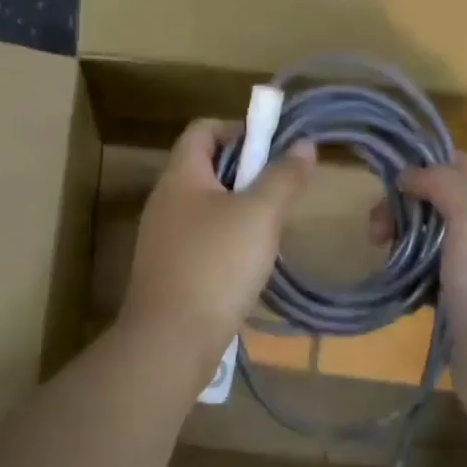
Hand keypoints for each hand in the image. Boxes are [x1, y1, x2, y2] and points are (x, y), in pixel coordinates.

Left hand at [121, 118, 316, 369]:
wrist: (172, 338)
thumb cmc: (216, 264)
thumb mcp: (260, 214)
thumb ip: (283, 176)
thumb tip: (304, 144)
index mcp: (180, 175)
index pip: (203, 129)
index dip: (239, 128)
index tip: (273, 146)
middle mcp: (165, 200)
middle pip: (205, 166)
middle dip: (245, 171)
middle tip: (280, 189)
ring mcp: (163, 237)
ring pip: (206, 205)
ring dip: (239, 208)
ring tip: (272, 227)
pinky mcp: (169, 269)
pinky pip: (201, 239)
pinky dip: (227, 239)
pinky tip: (250, 262)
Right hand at [388, 157, 466, 435]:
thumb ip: (443, 184)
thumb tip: (407, 173)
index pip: (459, 165)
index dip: (423, 162)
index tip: (383, 174)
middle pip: (436, 201)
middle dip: (402, 206)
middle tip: (375, 230)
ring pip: (426, 239)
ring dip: (399, 241)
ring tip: (381, 257)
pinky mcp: (456, 303)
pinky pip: (423, 276)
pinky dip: (405, 275)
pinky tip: (393, 285)